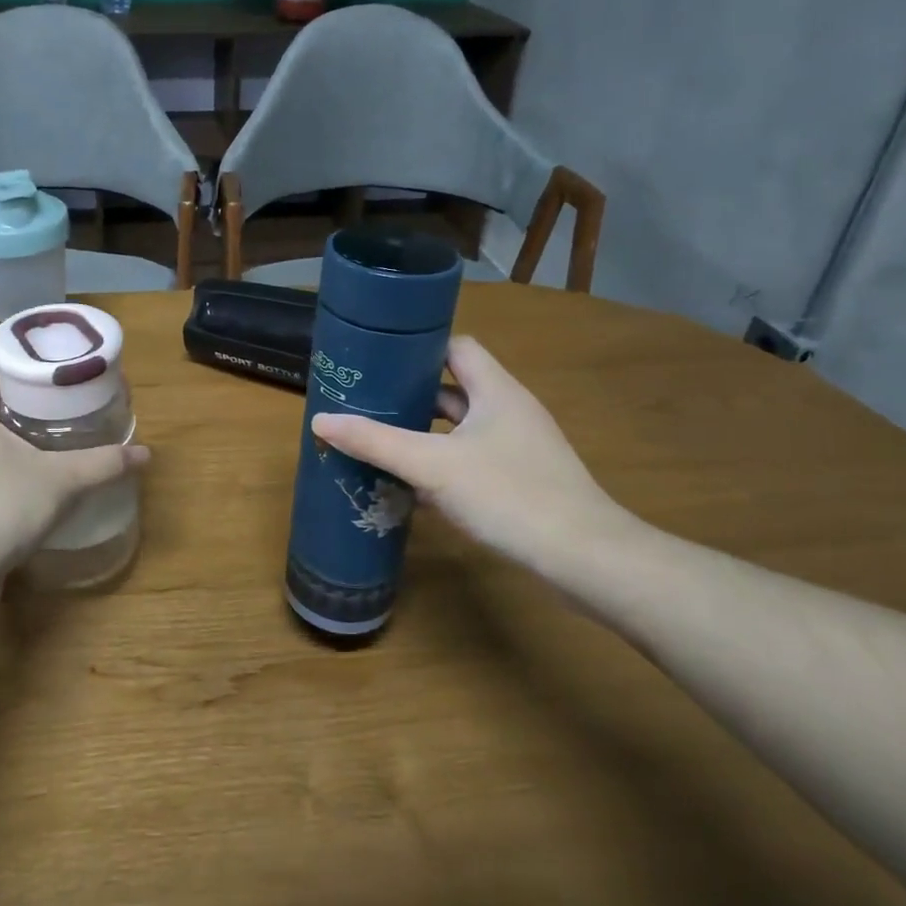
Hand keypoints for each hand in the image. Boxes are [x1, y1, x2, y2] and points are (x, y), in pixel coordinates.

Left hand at [0, 373, 149, 577]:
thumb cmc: (3, 506)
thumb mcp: (63, 480)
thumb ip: (103, 464)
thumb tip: (145, 452)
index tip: (20, 384)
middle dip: (9, 420)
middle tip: (47, 422)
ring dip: (6, 459)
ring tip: (44, 463)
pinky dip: (1, 495)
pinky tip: (29, 507)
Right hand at [311, 336, 635, 571]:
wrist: (584, 558)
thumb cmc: (509, 495)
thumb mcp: (432, 465)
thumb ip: (377, 442)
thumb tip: (321, 420)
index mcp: (495, 390)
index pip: (456, 347)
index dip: (419, 347)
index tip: (378, 357)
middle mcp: (509, 410)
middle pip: (453, 388)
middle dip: (411, 394)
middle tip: (366, 401)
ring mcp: (519, 447)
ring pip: (461, 429)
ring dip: (424, 433)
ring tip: (380, 440)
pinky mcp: (521, 480)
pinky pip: (472, 460)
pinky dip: (442, 465)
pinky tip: (412, 487)